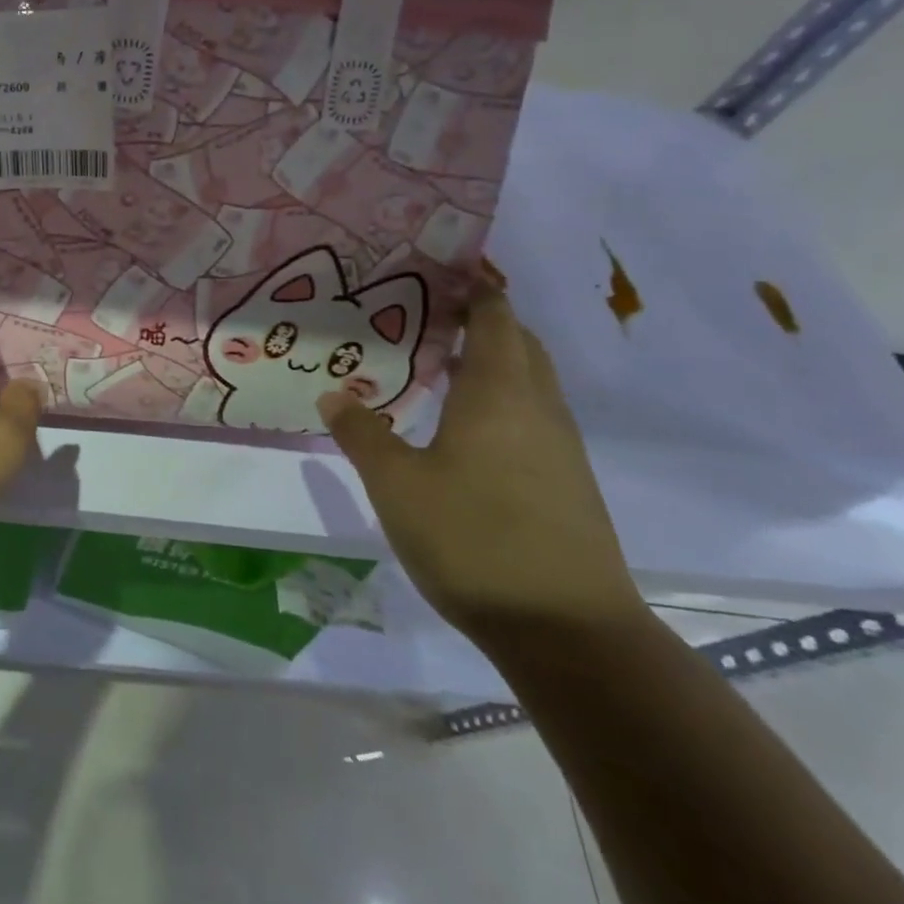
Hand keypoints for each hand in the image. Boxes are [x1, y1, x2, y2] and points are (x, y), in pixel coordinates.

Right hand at [318, 285, 644, 644]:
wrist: (570, 633)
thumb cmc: (474, 539)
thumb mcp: (396, 484)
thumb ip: (362, 433)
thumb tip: (333, 394)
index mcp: (500, 391)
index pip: (496, 315)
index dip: (473, 287)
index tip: (438, 270)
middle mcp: (538, 407)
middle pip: (519, 342)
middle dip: (483, 320)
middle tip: (428, 316)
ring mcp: (561, 447)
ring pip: (530, 381)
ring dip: (494, 362)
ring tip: (440, 365)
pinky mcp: (568, 483)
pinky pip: (533, 416)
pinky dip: (502, 400)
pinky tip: (464, 429)